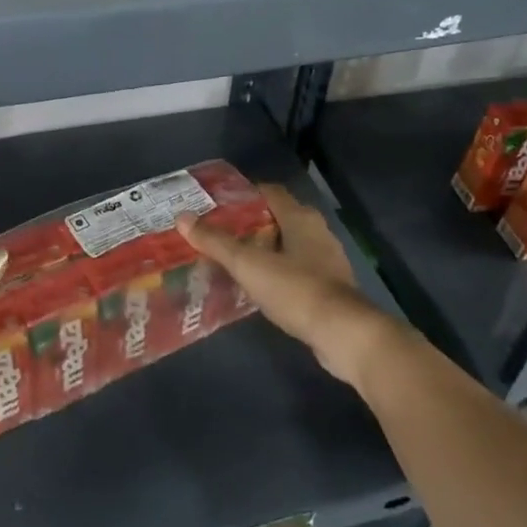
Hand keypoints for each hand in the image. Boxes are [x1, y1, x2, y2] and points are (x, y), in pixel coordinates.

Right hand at [178, 185, 401, 389]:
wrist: (343, 334)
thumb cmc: (295, 289)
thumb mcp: (248, 264)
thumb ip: (216, 242)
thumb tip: (182, 218)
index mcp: (300, 217)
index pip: (269, 192)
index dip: (244, 194)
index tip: (217, 204)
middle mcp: (317, 231)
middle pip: (278, 217)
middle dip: (250, 223)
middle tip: (220, 232)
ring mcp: (327, 260)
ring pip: (289, 244)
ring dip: (265, 248)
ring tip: (235, 259)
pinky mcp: (331, 286)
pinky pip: (298, 269)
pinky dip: (279, 271)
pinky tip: (260, 286)